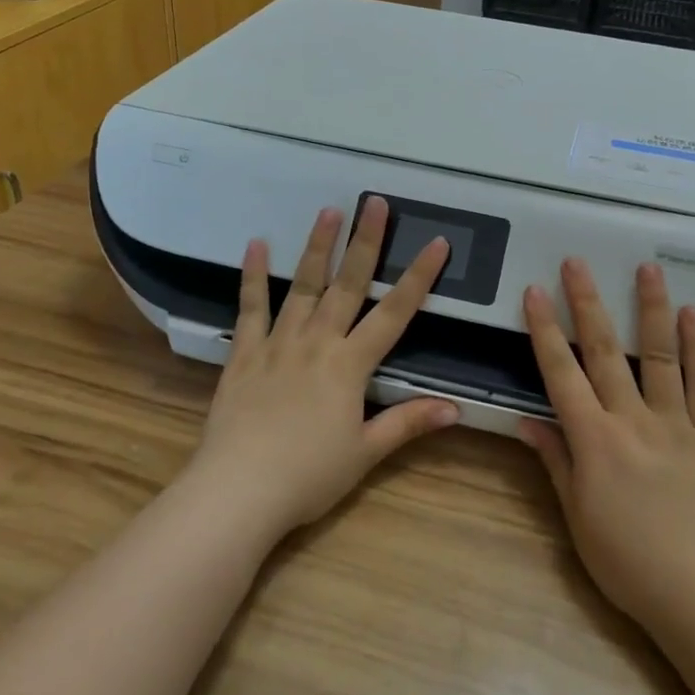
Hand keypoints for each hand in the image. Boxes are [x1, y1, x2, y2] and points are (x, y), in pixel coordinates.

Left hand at [189, 198, 459, 537]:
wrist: (237, 492)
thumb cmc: (308, 476)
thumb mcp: (365, 453)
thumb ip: (408, 423)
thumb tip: (457, 408)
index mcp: (350, 364)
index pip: (394, 313)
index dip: (418, 277)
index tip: (437, 242)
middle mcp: (318, 342)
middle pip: (347, 284)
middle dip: (365, 242)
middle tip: (374, 202)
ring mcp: (278, 343)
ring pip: (302, 285)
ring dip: (317, 246)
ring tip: (328, 211)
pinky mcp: (244, 353)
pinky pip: (250, 308)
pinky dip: (252, 276)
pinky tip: (254, 244)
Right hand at [519, 260, 694, 632]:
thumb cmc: (628, 562)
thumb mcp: (577, 518)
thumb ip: (554, 462)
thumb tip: (526, 420)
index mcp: (594, 440)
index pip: (561, 374)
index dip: (545, 331)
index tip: (534, 292)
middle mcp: (631, 420)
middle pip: (605, 351)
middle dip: (587, 302)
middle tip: (577, 261)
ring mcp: (674, 424)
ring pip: (659, 355)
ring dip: (651, 309)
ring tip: (647, 268)